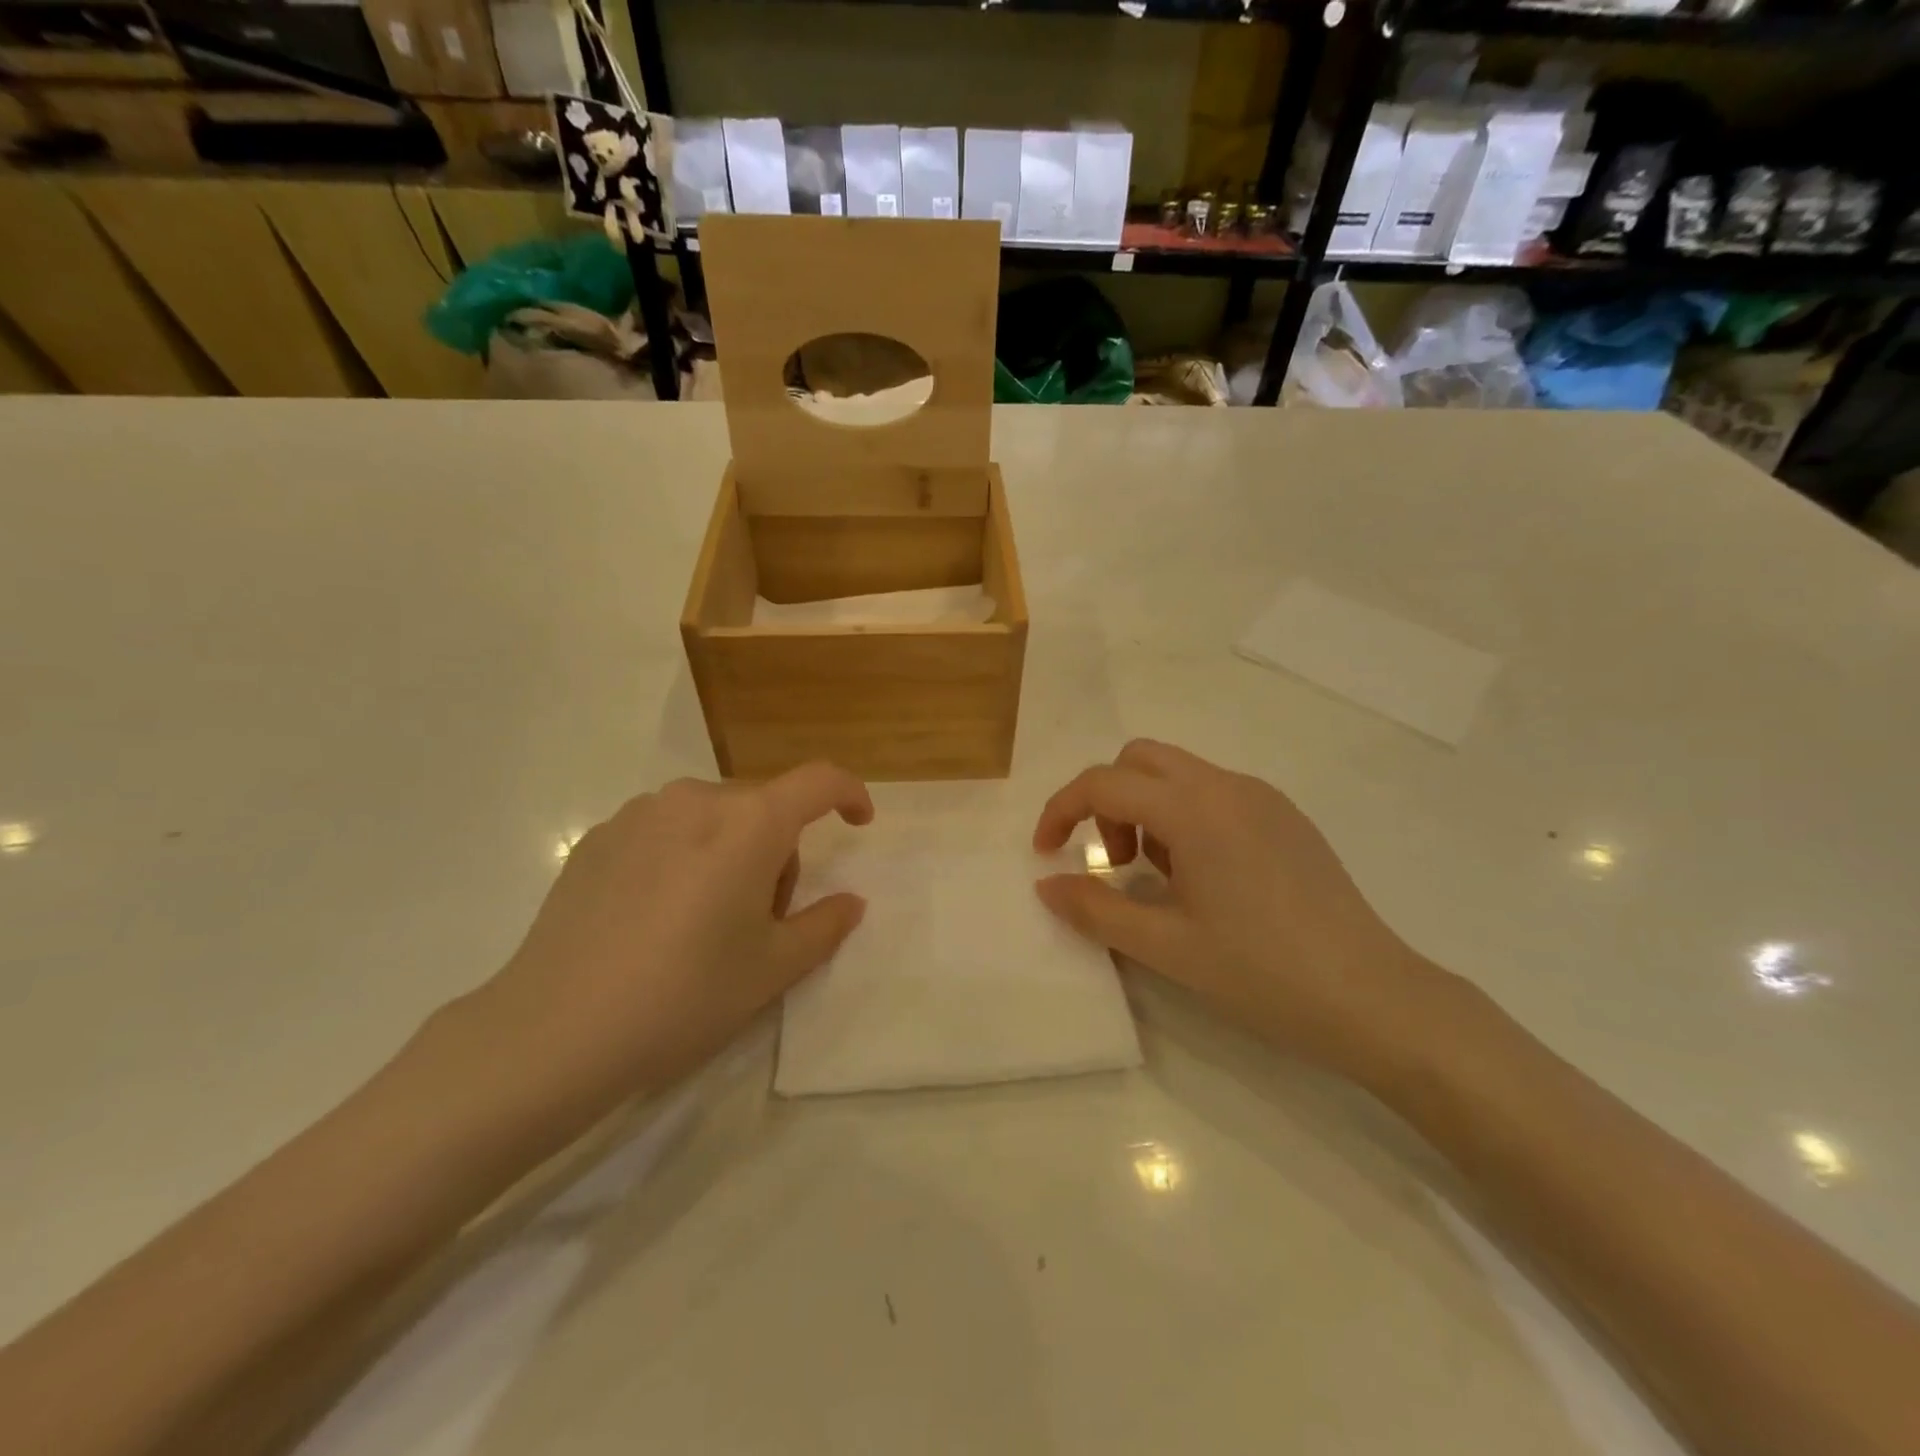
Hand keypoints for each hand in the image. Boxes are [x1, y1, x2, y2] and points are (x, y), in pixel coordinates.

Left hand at [465, 763, 872, 1134]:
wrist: (553, 1032)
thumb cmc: (684, 995)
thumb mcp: (773, 969)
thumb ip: (825, 925)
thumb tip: (850, 902)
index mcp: (749, 823)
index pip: (818, 781)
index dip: (849, 795)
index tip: (858, 824)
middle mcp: (696, 799)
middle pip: (763, 806)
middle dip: (779, 850)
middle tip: (761, 919)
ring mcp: (639, 814)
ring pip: (713, 816)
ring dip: (730, 851)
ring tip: (704, 921)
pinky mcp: (598, 837)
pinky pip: (665, 830)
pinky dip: (682, 857)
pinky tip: (654, 918)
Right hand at [1032, 740, 1450, 1083]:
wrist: (1375, 999)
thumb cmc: (1262, 973)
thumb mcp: (1165, 946)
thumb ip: (1095, 909)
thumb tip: (1046, 884)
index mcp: (1195, 809)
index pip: (1104, 782)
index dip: (1061, 811)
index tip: (1046, 854)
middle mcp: (1227, 786)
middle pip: (1140, 759)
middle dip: (1107, 801)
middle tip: (1115, 864)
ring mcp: (1263, 798)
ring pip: (1179, 773)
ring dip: (1146, 809)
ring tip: (1161, 880)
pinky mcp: (1286, 818)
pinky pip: (1215, 793)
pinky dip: (1184, 817)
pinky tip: (1204, 880)